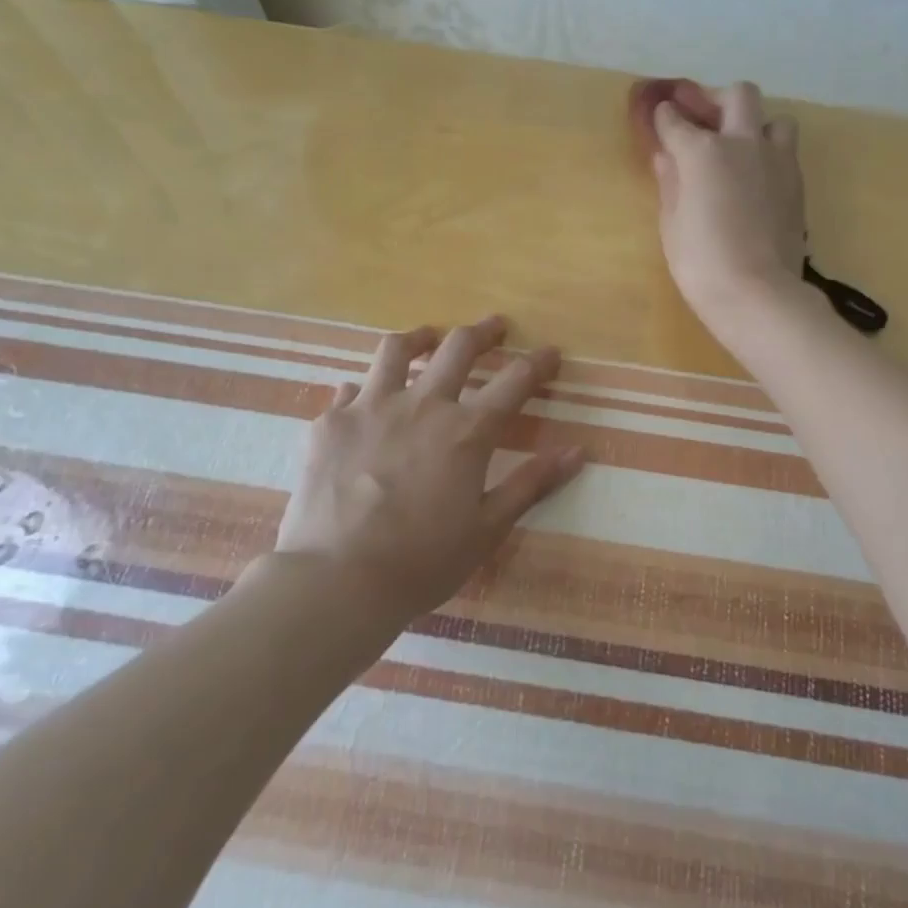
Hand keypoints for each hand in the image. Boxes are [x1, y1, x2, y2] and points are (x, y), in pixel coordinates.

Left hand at [275, 316, 584, 621]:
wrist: (337, 581)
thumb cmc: (422, 561)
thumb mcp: (488, 529)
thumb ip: (531, 484)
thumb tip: (578, 453)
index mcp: (466, 432)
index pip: (514, 381)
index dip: (538, 363)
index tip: (551, 353)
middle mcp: (422, 405)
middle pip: (458, 348)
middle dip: (483, 331)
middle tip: (495, 326)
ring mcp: (370, 408)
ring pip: (397, 351)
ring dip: (420, 338)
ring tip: (428, 337)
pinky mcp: (330, 423)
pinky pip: (350, 390)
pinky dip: (365, 389)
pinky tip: (364, 399)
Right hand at [647, 80, 807, 333]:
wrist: (758, 294)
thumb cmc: (701, 262)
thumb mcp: (672, 224)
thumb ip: (670, 182)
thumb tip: (666, 158)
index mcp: (703, 151)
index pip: (676, 120)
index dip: (664, 116)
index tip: (661, 116)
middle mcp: (743, 143)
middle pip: (738, 96)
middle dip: (718, 99)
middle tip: (705, 119)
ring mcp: (777, 161)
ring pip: (775, 119)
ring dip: (756, 126)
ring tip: (741, 150)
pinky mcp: (797, 184)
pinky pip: (786, 152)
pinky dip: (769, 155)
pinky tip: (756, 179)